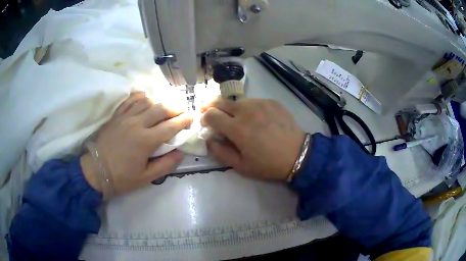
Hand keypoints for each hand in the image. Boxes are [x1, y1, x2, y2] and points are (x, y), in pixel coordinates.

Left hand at [81, 92, 193, 197]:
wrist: (95, 171)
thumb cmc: (121, 177)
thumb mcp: (145, 178)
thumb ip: (165, 165)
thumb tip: (180, 153)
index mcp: (146, 140)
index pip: (170, 126)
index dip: (184, 120)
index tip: (193, 116)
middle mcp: (137, 124)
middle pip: (160, 109)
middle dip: (175, 108)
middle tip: (182, 110)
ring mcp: (125, 117)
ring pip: (146, 101)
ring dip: (159, 102)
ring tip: (165, 107)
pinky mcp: (116, 116)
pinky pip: (130, 100)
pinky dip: (139, 96)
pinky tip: (145, 97)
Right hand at [201, 98, 305, 180]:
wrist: (298, 155)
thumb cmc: (268, 164)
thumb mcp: (241, 166)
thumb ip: (220, 152)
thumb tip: (209, 140)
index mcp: (236, 128)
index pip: (211, 114)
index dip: (204, 118)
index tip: (206, 123)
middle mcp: (246, 110)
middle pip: (220, 102)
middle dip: (211, 106)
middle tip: (211, 112)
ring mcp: (260, 103)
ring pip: (237, 101)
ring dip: (231, 107)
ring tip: (235, 116)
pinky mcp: (272, 101)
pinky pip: (253, 101)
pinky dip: (248, 107)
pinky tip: (254, 116)